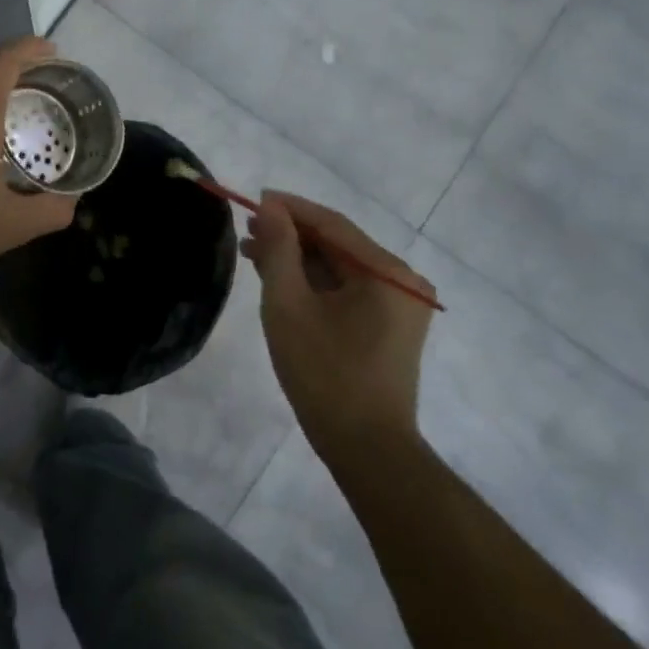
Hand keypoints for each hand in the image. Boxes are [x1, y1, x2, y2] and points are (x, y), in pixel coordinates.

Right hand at [244, 192, 435, 465]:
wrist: (365, 449)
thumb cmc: (324, 373)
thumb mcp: (289, 305)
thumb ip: (278, 250)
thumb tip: (269, 207)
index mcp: (387, 271)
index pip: (332, 224)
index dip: (290, 209)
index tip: (252, 198)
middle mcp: (402, 280)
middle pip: (338, 244)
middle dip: (291, 235)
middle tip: (246, 231)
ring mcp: (400, 304)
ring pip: (339, 267)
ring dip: (298, 259)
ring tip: (253, 253)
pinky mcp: (390, 325)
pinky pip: (347, 289)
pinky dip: (314, 282)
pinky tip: (281, 279)